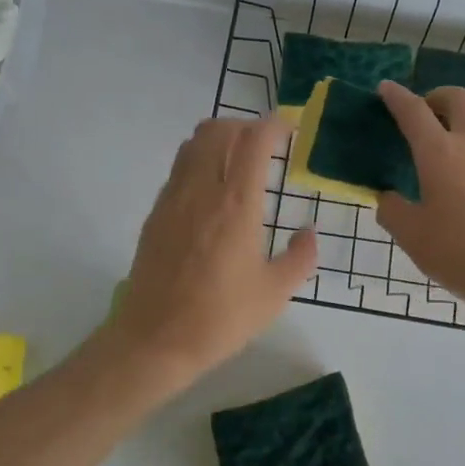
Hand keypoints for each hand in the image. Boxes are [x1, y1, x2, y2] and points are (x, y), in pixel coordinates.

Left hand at [110, 117, 317, 384]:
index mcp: (237, 204)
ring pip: (193, 143)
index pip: (254, 140)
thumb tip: (308, 232)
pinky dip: (199, 161)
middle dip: (246, 127)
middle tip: (266, 146)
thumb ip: (300, 257)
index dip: (274, 126)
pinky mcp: (156, 213)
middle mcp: (202, 189)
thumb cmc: (221, 318)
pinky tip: (211, 192)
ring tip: (238, 162)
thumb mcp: (275, 293)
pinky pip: (179, 168)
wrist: (155, 339)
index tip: (290, 131)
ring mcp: (173, 198)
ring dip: (219, 139)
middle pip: (219, 130)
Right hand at [376, 81, 464, 322]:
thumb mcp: (412, 237)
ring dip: (462, 127)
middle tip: (424, 115)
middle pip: (457, 99)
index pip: (414, 111)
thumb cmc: (461, 254)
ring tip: (449, 154)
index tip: (386, 89)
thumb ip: (393, 211)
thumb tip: (389, 198)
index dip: (397, 96)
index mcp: (440, 154)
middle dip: (436, 98)